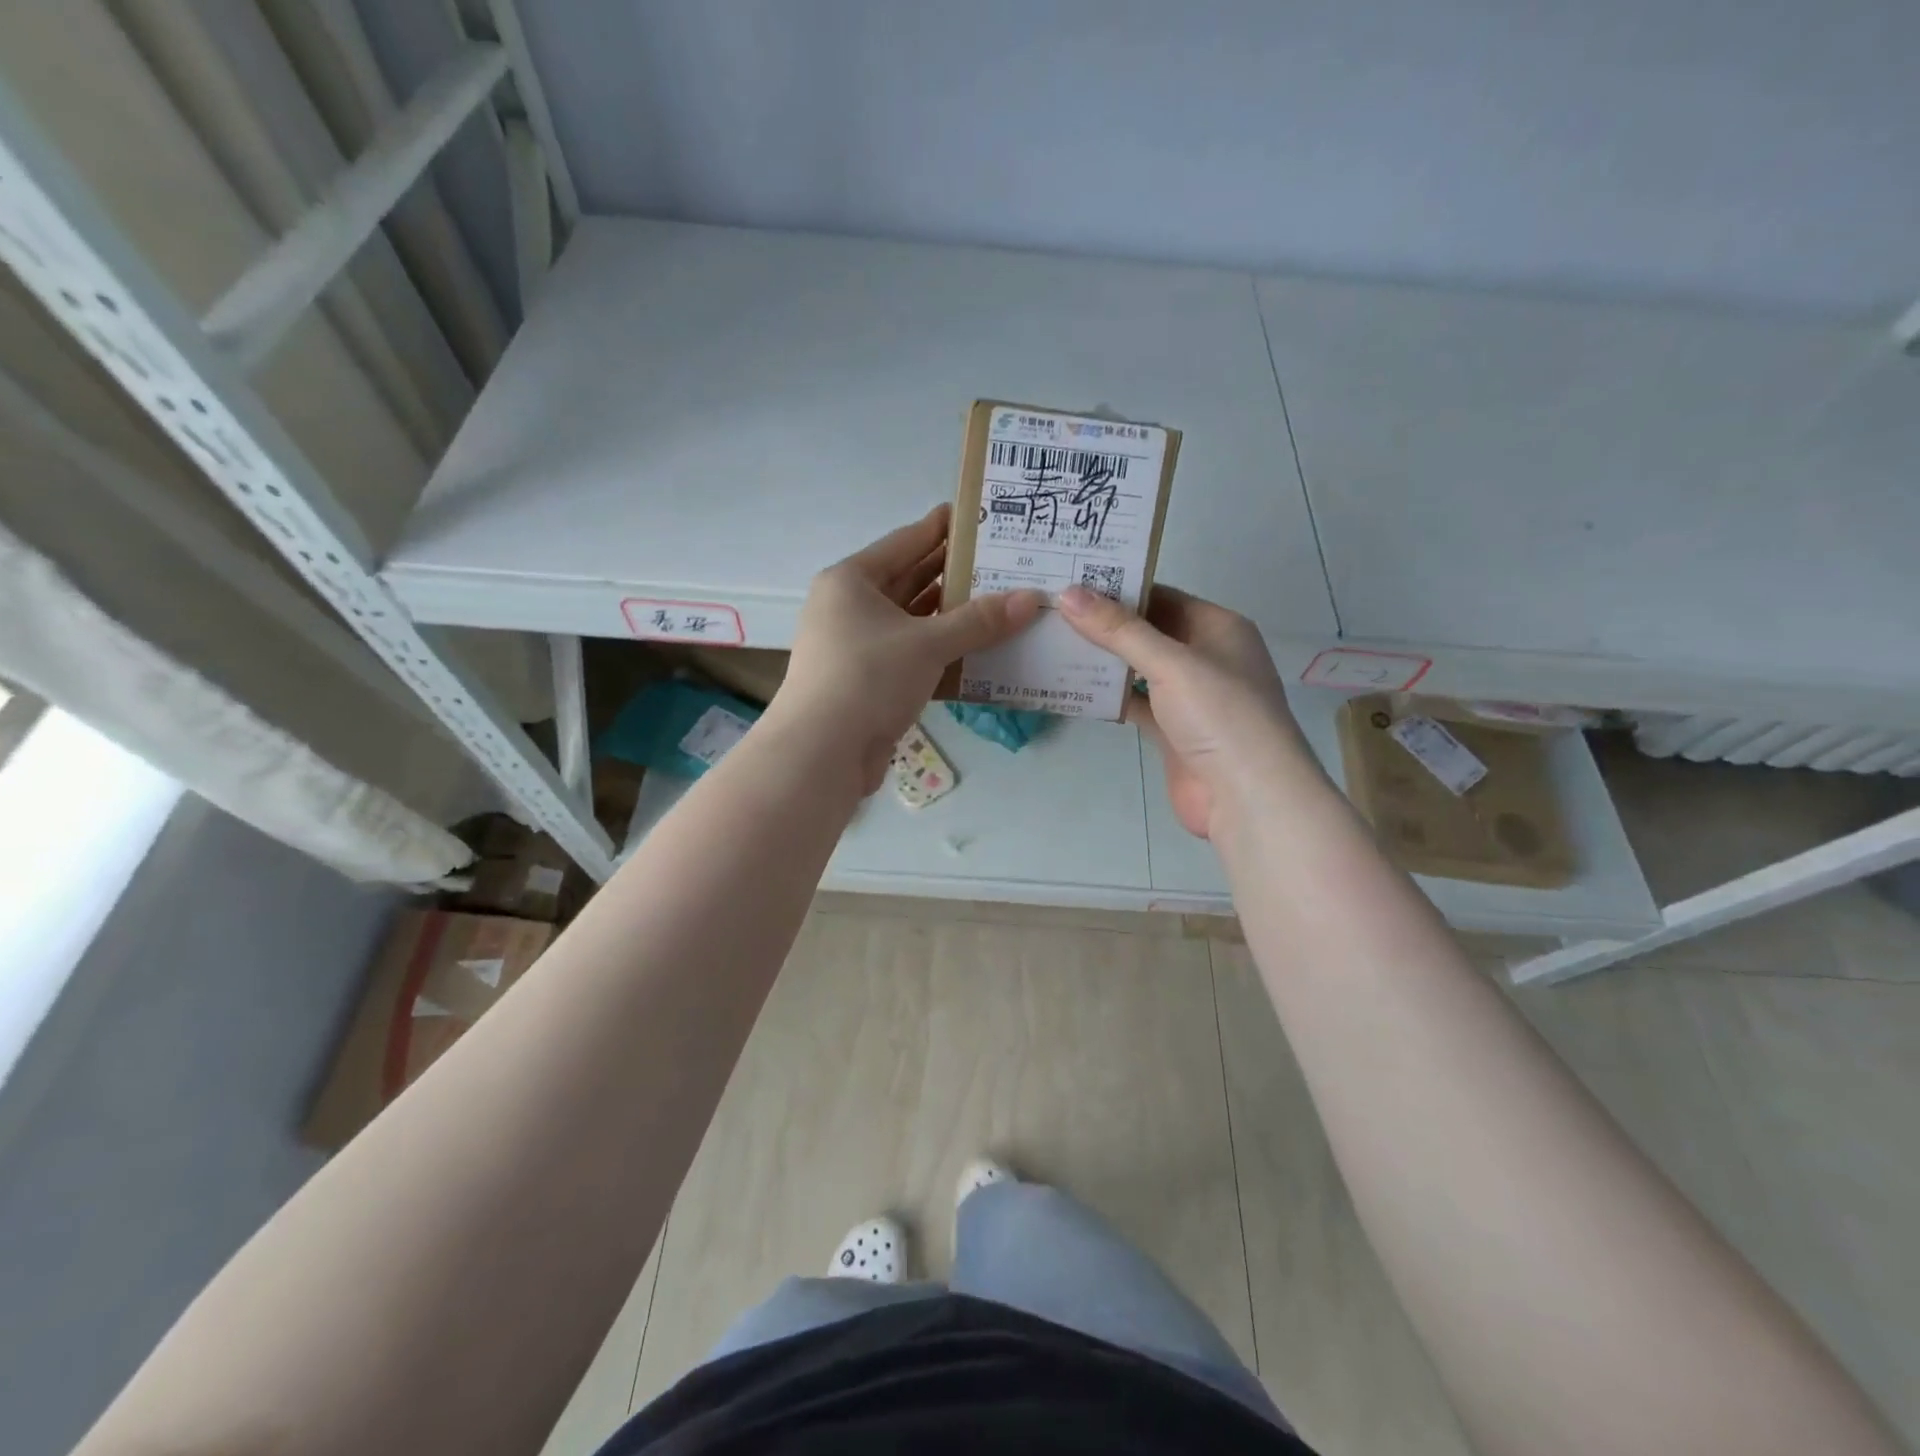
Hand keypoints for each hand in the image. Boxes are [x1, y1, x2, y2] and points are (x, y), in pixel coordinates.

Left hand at [773, 505, 1044, 792]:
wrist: (822, 752)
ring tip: (1000, 602)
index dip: (942, 528)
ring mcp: (856, 646)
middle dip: (953, 573)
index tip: (979, 516)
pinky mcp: (866, 681)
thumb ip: (980, 620)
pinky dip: (940, 650)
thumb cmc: (868, 678)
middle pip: (908, 580)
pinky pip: (910, 654)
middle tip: (1001, 562)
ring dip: (950, 615)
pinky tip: (978, 648)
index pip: (904, 542)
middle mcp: (849, 607)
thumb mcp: (928, 643)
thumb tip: (1032, 598)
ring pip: (911, 621)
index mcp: (851, 581)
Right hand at [1058, 584, 1294, 839]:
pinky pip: (1135, 703)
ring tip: (1052, 642)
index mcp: (1218, 628)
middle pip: (1148, 632)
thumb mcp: (1171, 663)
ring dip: (1103, 660)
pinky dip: (1108, 697)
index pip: (1162, 596)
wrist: (1248, 797)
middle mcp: (1205, 656)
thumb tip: (1068, 594)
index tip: (1070, 582)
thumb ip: (1119, 630)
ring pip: (1139, 669)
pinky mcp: (1172, 731)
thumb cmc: (1220, 715)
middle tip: (1051, 610)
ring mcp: (1189, 697)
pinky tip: (1072, 687)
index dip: (1118, 588)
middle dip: (1104, 624)